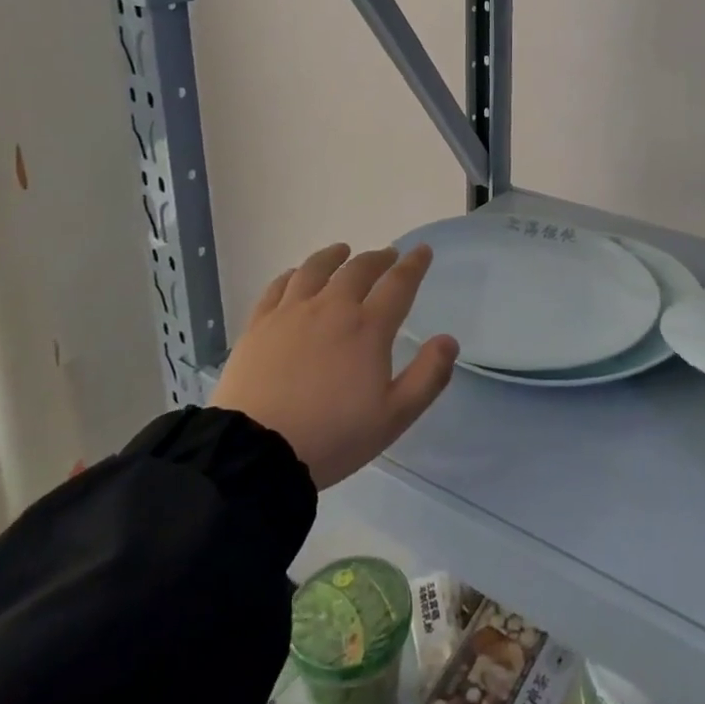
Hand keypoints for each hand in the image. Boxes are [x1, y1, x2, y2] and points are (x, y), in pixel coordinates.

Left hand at [211, 243, 457, 489]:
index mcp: (368, 328)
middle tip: (387, 256)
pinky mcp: (259, 324)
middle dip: (378, 258)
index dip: (414, 265)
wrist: (256, 453)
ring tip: (342, 251)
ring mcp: (291, 312)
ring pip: (316, 268)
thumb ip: (428, 376)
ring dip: (334, 256)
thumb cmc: (333, 436)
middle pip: (358, 269)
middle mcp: (332, 307)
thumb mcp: (394, 417)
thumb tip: (448, 340)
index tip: (422, 251)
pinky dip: (293, 274)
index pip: (399, 284)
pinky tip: (296, 276)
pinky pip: (278, 286)